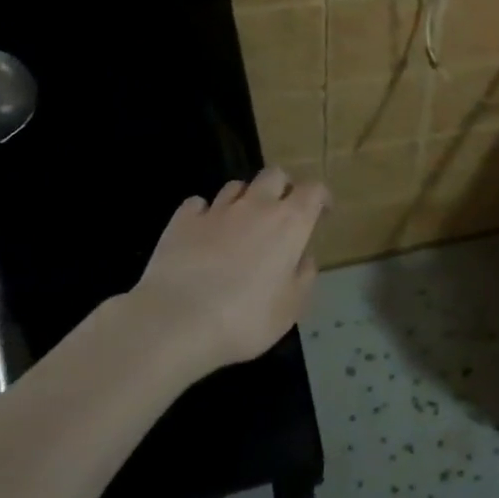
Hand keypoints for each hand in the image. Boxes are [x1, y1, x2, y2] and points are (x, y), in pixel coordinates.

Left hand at [128, 167, 330, 378]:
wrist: (176, 322)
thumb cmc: (246, 319)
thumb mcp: (290, 308)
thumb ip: (304, 277)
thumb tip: (304, 259)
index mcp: (289, 223)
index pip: (313, 190)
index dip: (320, 197)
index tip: (322, 212)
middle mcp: (255, 206)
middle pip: (274, 175)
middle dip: (283, 187)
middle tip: (283, 211)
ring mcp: (216, 210)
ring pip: (236, 186)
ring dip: (245, 199)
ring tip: (242, 223)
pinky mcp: (181, 220)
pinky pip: (198, 204)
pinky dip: (205, 213)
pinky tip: (204, 232)